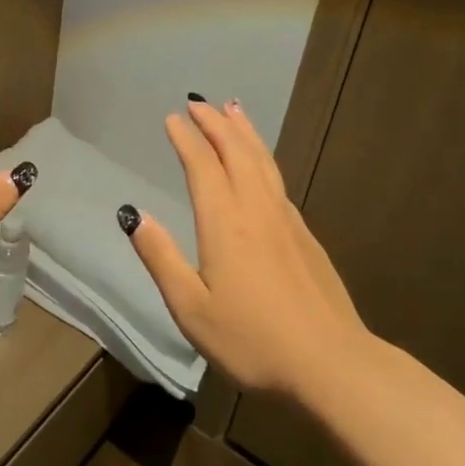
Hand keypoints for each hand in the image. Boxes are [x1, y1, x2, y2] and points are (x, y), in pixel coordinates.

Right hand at [121, 98, 368, 398]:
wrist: (330, 363)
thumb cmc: (251, 340)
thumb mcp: (191, 307)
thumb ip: (161, 257)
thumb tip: (134, 214)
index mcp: (224, 223)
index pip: (202, 166)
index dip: (186, 139)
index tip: (173, 118)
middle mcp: (256, 210)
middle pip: (236, 152)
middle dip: (215, 124)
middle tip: (199, 102)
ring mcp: (286, 220)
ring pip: (263, 162)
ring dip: (245, 132)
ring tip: (234, 110)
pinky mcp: (305, 236)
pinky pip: (278, 180)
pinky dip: (264, 157)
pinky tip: (262, 164)